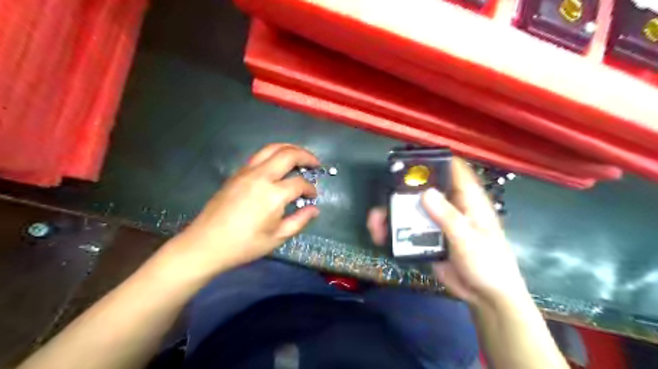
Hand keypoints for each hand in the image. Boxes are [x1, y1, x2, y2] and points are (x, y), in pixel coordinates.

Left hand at [167, 144, 320, 278]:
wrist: (206, 244)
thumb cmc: (244, 245)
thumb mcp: (277, 238)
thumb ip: (299, 221)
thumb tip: (314, 209)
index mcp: (273, 195)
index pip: (299, 183)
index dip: (310, 189)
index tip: (313, 196)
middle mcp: (261, 176)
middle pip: (288, 154)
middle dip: (306, 156)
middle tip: (315, 163)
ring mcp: (246, 172)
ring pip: (272, 148)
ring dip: (289, 149)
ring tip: (300, 156)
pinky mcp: (237, 174)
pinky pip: (259, 156)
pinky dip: (274, 154)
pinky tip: (278, 165)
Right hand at [368, 159, 527, 308]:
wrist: (484, 296)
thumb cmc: (487, 263)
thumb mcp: (468, 239)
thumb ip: (448, 217)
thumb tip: (425, 192)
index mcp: (467, 199)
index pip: (453, 169)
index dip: (434, 159)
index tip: (410, 158)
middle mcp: (449, 205)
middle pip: (423, 188)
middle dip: (401, 189)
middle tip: (384, 193)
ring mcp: (435, 221)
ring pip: (410, 208)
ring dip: (391, 212)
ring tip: (375, 222)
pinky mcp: (426, 236)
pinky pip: (406, 227)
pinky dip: (392, 229)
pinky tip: (379, 235)